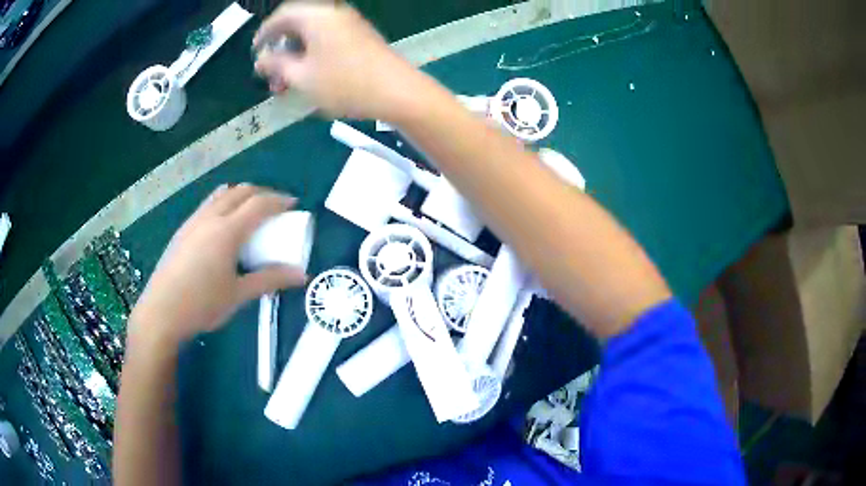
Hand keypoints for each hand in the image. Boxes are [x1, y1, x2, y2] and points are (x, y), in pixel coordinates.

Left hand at [128, 184, 306, 347]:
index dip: (279, 200)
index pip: (259, 204)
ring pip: (221, 195)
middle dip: (261, 193)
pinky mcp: (183, 230)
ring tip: (250, 211)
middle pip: (240, 192)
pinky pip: (208, 205)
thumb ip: (270, 280)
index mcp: (227, 231)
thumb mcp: (239, 294)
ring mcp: (194, 221)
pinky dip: (223, 203)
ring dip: (241, 195)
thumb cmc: (202, 304)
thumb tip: (302, 275)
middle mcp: (210, 217)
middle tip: (275, 207)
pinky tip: (222, 222)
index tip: (293, 204)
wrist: (161, 311)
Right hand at [253, 3, 423, 120]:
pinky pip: (328, 40)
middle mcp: (334, 13)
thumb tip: (261, 60)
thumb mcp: (301, 77)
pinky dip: (313, 56)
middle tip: (271, 75)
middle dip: (280, 50)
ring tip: (287, 85)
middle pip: (297, 25)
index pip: (281, 16)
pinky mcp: (360, 37)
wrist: (397, 91)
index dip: (264, 33)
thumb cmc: (344, 83)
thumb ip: (276, 65)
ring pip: (313, 36)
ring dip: (296, 57)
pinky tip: (309, 78)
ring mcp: (350, 24)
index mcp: (316, 16)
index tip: (255, 52)